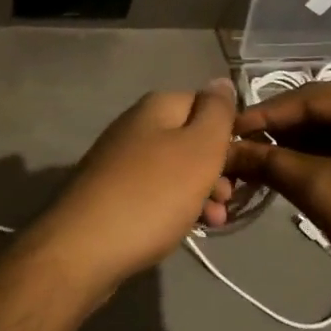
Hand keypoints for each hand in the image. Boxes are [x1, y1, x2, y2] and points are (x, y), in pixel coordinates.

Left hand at [30, 80, 237, 298]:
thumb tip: (221, 81)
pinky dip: (175, 207)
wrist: (83, 249)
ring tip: (216, 222)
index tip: (246, 163)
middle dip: (217, 168)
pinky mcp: (111, 193)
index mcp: (156, 108)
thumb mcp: (198, 149)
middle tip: (230, 198)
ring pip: (175, 170)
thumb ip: (216, 113)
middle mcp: (135, 126)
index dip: (229, 132)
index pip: (205, 104)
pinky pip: (155, 192)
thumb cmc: (151, 195)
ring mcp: (120, 161)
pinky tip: (186, 229)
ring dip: (201, 192)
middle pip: (190, 139)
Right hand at [224, 77, 330, 330]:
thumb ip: (269, 162)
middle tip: (244, 148)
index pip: (315, 97)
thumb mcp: (321, 191)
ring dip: (311, 146)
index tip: (226, 130)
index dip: (265, 115)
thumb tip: (225, 150)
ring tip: (267, 161)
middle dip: (289, 133)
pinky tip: (306, 169)